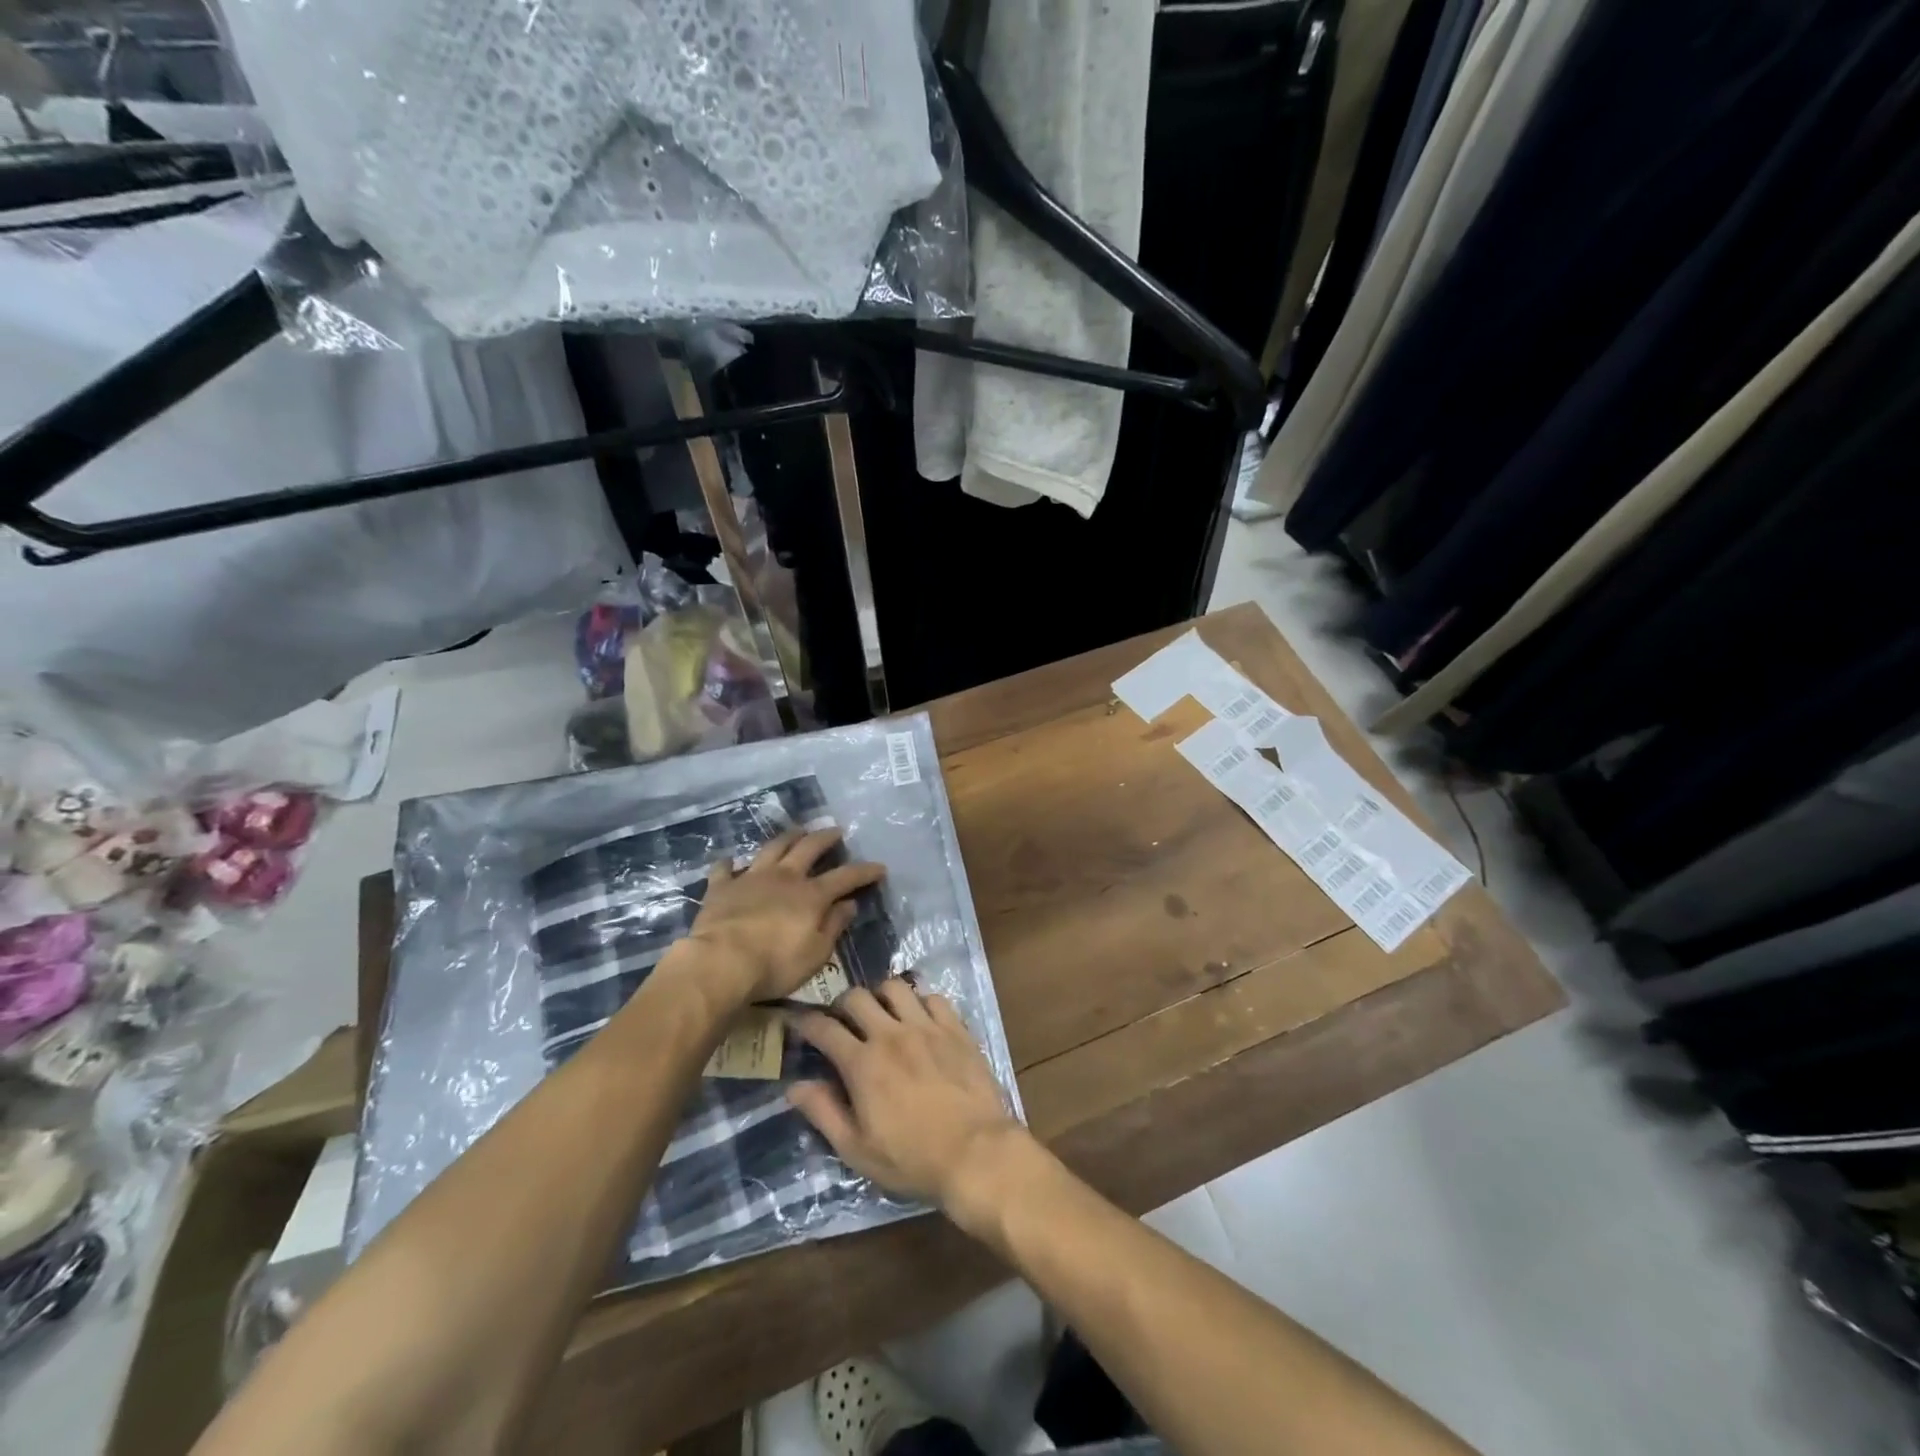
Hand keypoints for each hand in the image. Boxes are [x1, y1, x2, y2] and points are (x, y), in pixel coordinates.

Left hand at [680, 828, 885, 1004]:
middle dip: (825, 838)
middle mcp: (784, 877)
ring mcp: (751, 878)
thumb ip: (833, 926)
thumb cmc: (775, 964)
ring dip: (787, 837)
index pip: (845, 877)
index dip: (864, 871)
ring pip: (773, 848)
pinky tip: (730, 861)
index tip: (879, 867)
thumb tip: (848, 904)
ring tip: (797, 831)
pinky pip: (725, 869)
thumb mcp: (816, 953)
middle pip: (809, 848)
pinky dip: (730, 864)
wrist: (720, 962)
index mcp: (811, 895)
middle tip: (836, 831)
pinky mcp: (721, 887)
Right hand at [788, 981, 1025, 1224]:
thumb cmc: (912, 1159)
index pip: (824, 1028)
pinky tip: (920, 1019)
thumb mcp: (857, 1150)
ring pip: (895, 987)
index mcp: (863, 1064)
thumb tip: (795, 1086)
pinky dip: (920, 1002)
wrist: (976, 1153)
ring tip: (881, 1013)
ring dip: (881, 996)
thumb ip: (824, 1113)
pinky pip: (933, 997)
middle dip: (841, 1004)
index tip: (798, 1021)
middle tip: (843, 1021)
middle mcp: (891, 1034)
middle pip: (857, 997)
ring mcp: (926, 1027)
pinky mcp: (955, 1028)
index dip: (805, 1021)